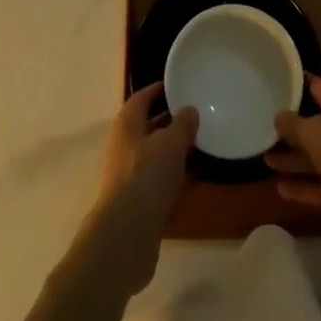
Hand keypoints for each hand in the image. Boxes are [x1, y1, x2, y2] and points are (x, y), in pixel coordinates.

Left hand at [81, 83, 196, 295]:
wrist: (126, 235)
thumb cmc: (147, 176)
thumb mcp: (171, 143)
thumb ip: (182, 124)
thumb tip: (189, 110)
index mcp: (126, 125)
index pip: (141, 98)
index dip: (157, 90)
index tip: (176, 86)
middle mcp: (123, 147)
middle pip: (146, 127)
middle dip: (168, 121)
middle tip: (193, 116)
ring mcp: (127, 177)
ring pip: (152, 156)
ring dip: (172, 151)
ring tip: (198, 146)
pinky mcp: (135, 203)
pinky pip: (156, 181)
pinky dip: (172, 177)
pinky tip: (192, 180)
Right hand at [266, 76, 320, 247]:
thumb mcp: (316, 134)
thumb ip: (294, 124)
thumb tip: (279, 116)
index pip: (313, 85)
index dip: (292, 82)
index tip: (270, 81)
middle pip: (314, 123)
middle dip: (289, 128)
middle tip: (260, 128)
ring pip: (318, 157)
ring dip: (293, 160)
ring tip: (265, 161)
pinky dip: (306, 188)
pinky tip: (282, 191)